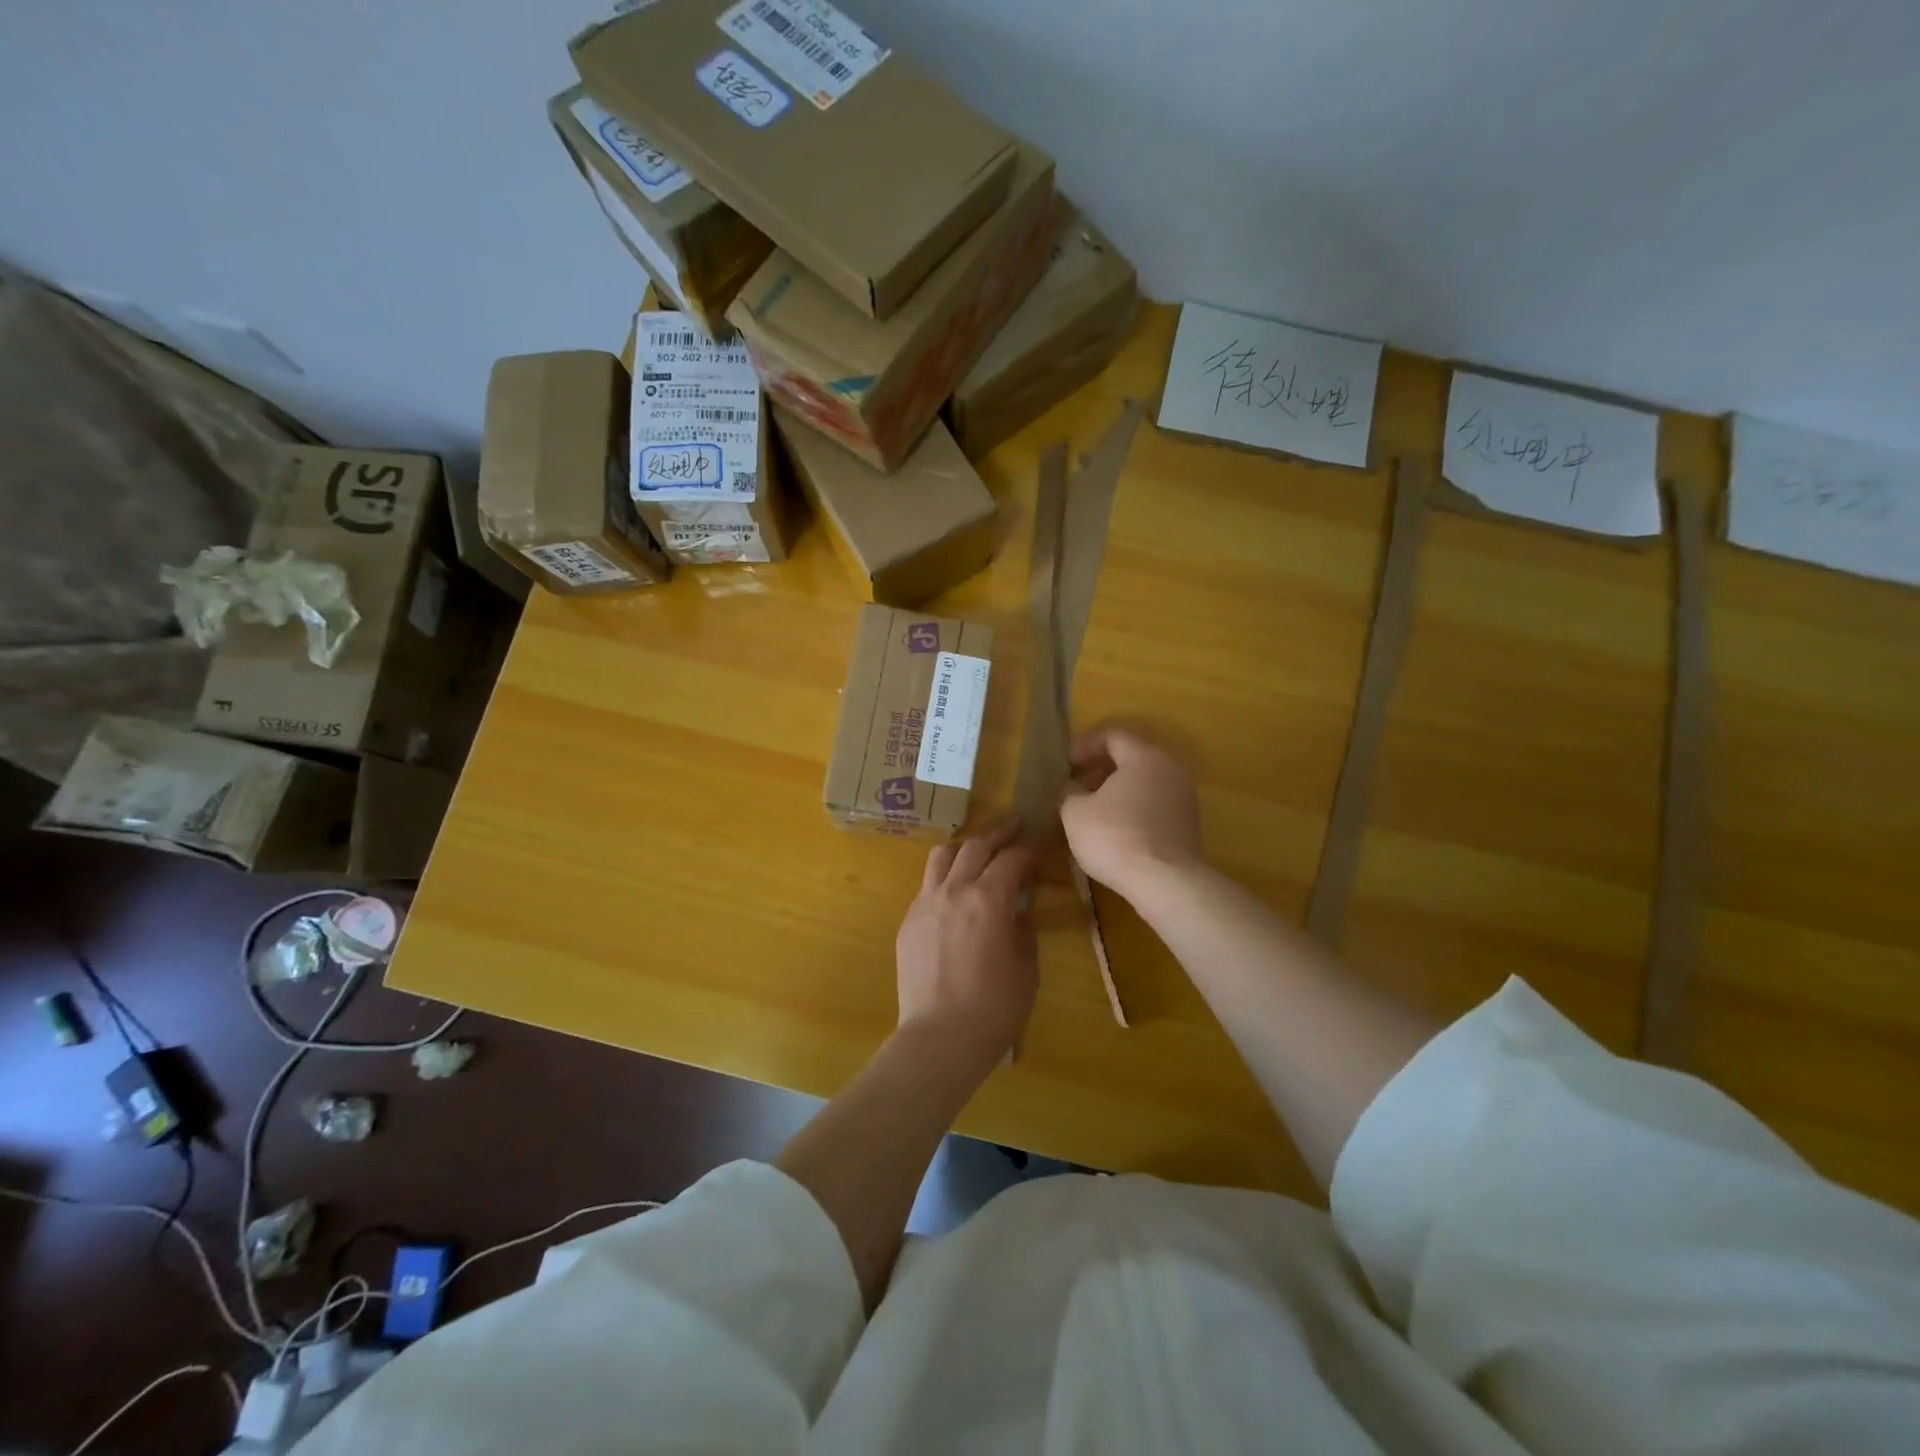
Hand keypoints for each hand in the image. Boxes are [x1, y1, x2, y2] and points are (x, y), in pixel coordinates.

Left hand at [896, 818, 1038, 1064]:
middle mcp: (954, 891)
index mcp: (989, 899)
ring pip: (942, 856)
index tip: (1038, 850)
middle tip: (1013, 827)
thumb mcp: (1026, 969)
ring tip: (978, 851)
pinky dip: (945, 878)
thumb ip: (1024, 930)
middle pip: (975, 846)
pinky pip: (927, 885)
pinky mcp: (909, 922)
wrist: (939, 1038)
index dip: (1028, 851)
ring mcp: (925, 904)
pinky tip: (955, 893)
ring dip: (964, 847)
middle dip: (998, 834)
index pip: (1011, 859)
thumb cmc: (994, 1008)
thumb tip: (1018, 911)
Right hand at [1059, 725, 1203, 899]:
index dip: (1084, 745)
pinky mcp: (1188, 823)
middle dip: (1100, 768)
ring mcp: (1183, 796)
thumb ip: (1068, 791)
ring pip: (1144, 781)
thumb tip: (1070, 786)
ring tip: (1091, 809)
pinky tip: (1114, 828)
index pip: (1112, 735)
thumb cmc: (1115, 837)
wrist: (1165, 882)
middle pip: (1131, 757)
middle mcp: (1170, 768)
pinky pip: (1154, 803)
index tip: (1065, 763)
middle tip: (1076, 784)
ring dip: (1116, 789)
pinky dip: (1132, 806)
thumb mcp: (1075, 812)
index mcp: (1144, 756)